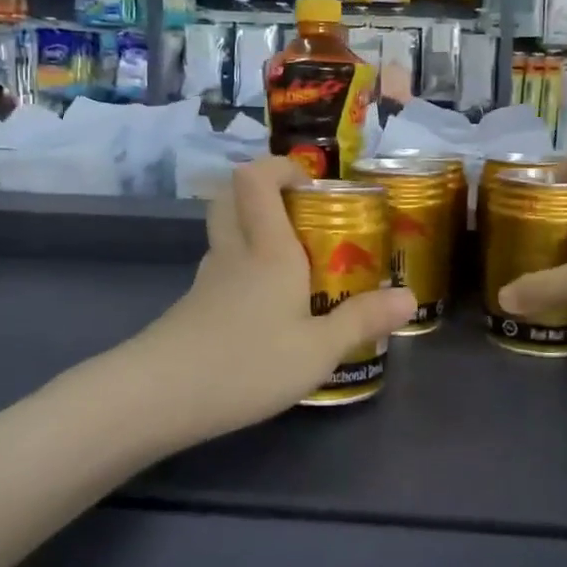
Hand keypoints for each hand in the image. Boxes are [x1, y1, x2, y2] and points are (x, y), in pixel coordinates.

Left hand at [131, 157, 415, 437]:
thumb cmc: (246, 363)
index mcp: (267, 248)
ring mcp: (208, 280)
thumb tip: (409, 296)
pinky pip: (223, 270)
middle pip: (232, 197)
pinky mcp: (194, 308)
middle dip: (264, 193)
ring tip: (297, 268)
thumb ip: (362, 321)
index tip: (312, 185)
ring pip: (227, 235)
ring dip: (256, 234)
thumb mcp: (317, 349)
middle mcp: (234, 253)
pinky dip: (245, 271)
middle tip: (304, 218)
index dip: (280, 167)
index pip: (256, 178)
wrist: (158, 399)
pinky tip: (268, 311)